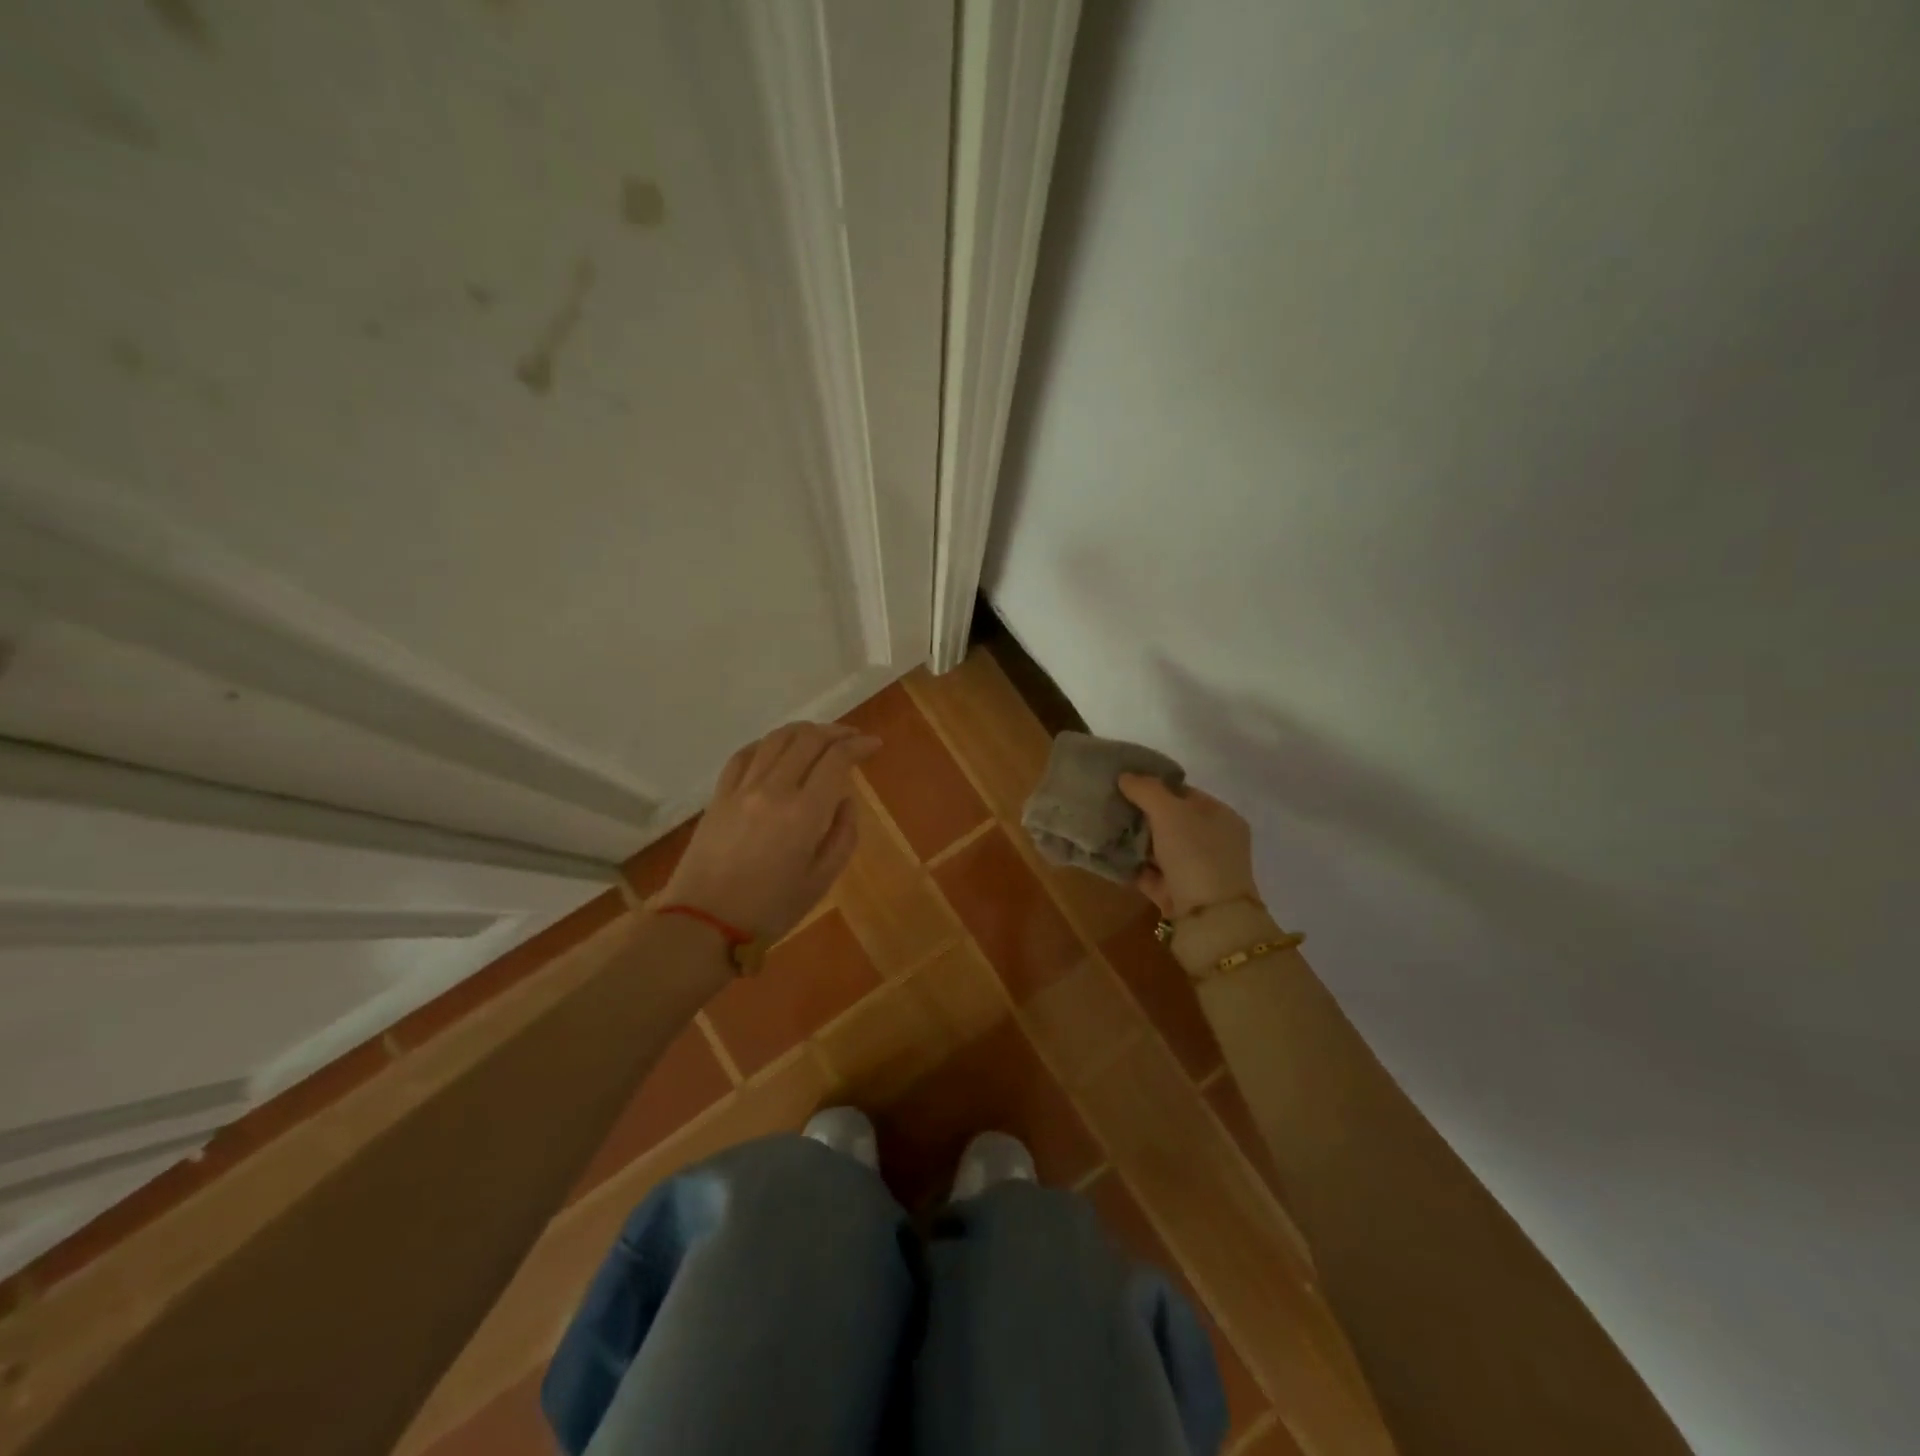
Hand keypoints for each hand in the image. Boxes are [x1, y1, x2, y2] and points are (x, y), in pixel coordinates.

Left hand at [660, 721, 881, 942]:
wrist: (703, 924)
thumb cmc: (770, 910)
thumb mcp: (821, 881)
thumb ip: (842, 835)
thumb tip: (844, 800)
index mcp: (804, 813)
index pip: (836, 759)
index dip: (859, 745)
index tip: (874, 745)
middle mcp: (774, 789)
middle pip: (808, 739)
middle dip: (836, 732)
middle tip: (853, 737)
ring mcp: (742, 788)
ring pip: (776, 739)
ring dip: (804, 730)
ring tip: (820, 736)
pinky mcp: (719, 795)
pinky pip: (745, 754)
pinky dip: (767, 743)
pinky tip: (777, 748)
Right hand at [1116, 774, 1258, 919]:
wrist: (1209, 919)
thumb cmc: (1196, 855)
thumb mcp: (1171, 812)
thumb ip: (1147, 790)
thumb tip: (1126, 776)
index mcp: (1222, 817)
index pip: (1186, 794)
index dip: (1157, 788)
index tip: (1126, 785)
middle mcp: (1213, 843)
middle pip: (1172, 822)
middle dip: (1142, 816)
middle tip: (1110, 807)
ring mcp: (1197, 871)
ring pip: (1160, 849)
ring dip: (1135, 842)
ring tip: (1104, 829)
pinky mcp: (1178, 895)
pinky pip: (1151, 874)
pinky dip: (1133, 867)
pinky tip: (1109, 857)